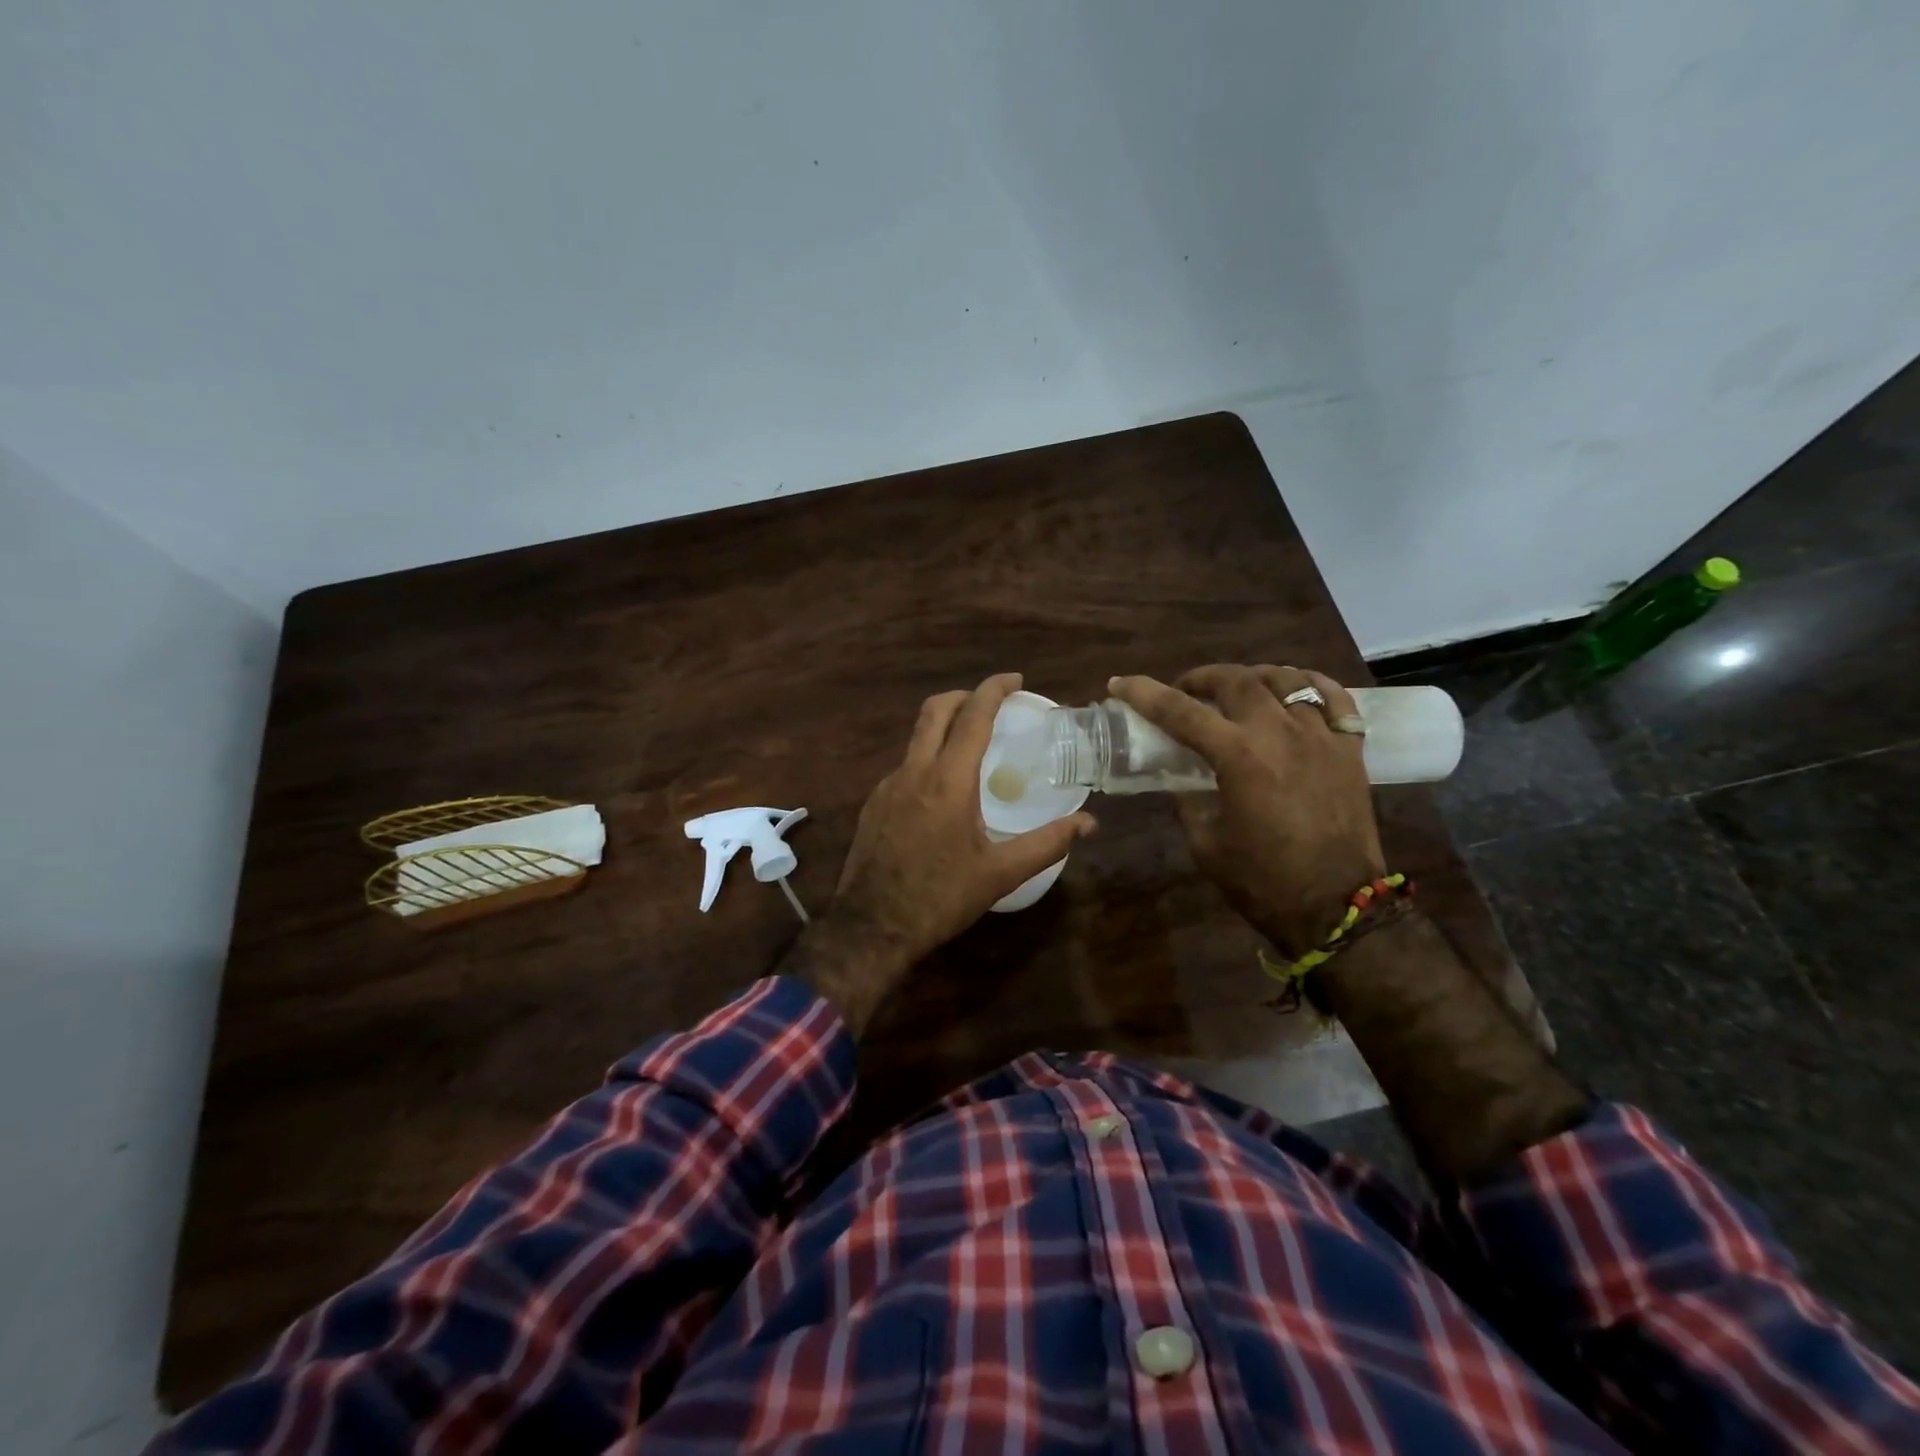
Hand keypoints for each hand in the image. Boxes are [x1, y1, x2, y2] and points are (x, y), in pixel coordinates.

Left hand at [797, 673, 1095, 1032]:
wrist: (871, 926)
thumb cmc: (940, 898)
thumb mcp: (1000, 874)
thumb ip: (1047, 844)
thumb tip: (1088, 823)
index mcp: (948, 781)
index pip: (973, 717)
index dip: (994, 689)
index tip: (1015, 679)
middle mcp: (914, 772)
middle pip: (935, 710)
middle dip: (965, 695)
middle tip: (992, 703)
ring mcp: (888, 786)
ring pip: (916, 737)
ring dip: (944, 726)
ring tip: (972, 746)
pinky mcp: (874, 803)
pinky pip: (905, 765)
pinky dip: (928, 758)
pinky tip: (943, 791)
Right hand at [1110, 665, 1383, 956]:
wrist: (1337, 908)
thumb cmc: (1263, 881)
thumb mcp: (1206, 843)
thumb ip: (1188, 800)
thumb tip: (1179, 776)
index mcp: (1238, 757)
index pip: (1180, 711)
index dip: (1144, 693)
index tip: (1120, 683)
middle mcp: (1280, 733)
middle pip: (1236, 681)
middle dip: (1201, 678)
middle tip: (1185, 691)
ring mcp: (1321, 737)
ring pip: (1285, 680)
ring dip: (1252, 677)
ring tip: (1237, 688)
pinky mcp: (1350, 749)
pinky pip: (1334, 697)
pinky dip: (1310, 684)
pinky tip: (1294, 691)